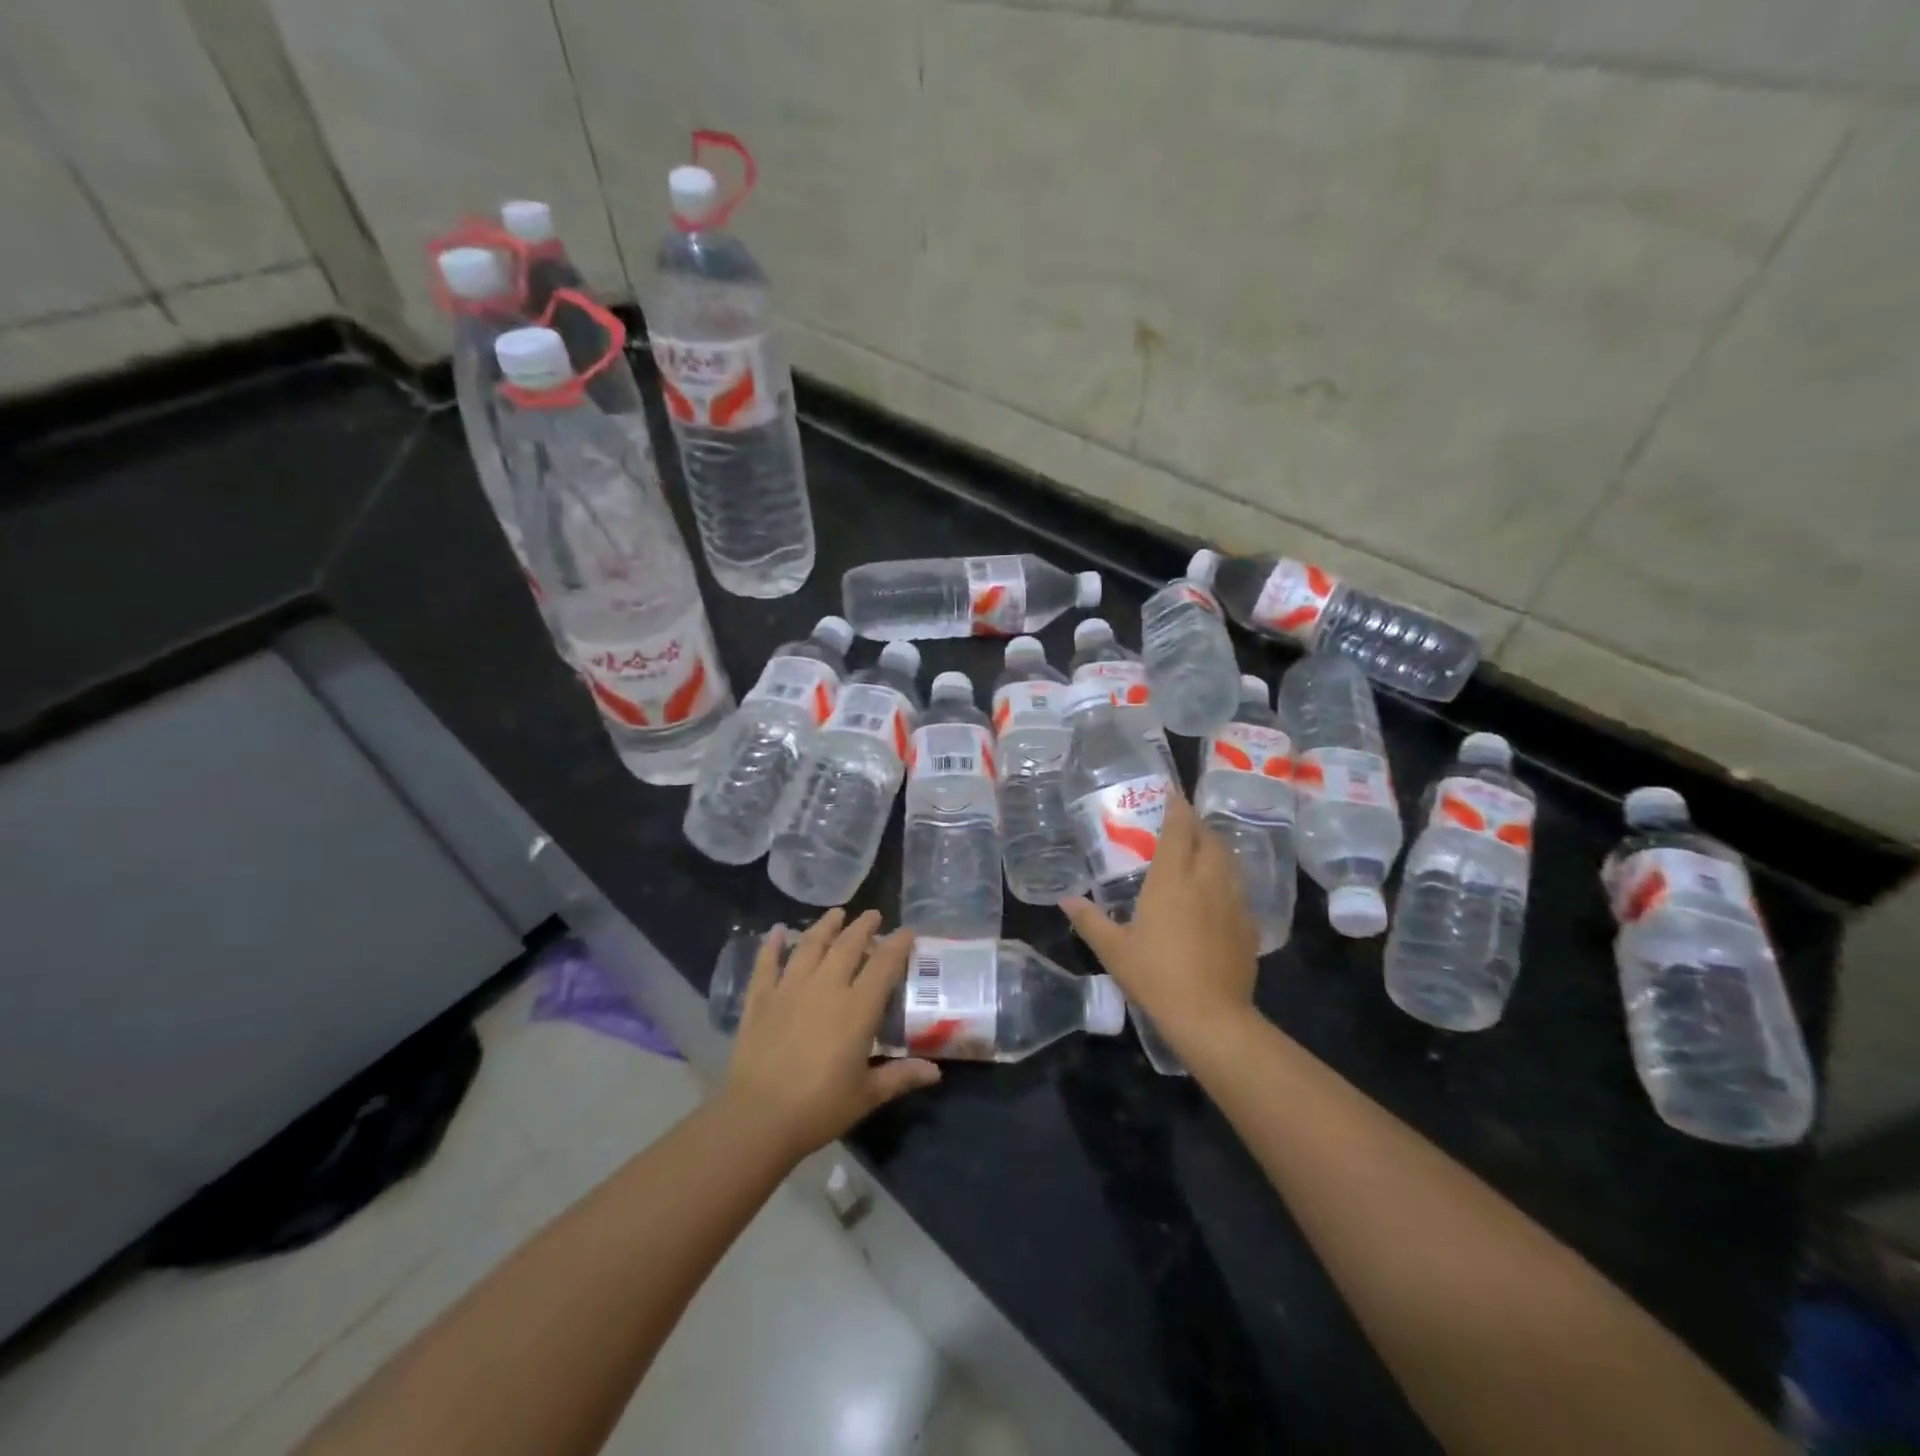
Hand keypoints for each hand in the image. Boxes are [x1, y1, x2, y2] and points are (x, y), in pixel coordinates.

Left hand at [721, 908, 939, 1158]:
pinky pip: (767, 963)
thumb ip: (900, 1077)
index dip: (898, 945)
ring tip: (836, 913)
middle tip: (873, 915)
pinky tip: (777, 931)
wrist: (757, 1118)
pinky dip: (772, 945)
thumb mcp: (866, 1095)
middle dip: (863, 926)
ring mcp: (789, 989)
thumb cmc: (819, 1108)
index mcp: (857, 1008)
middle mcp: (826, 987)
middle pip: (848, 945)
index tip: (907, 932)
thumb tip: (935, 1072)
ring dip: (825, 926)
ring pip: (810, 945)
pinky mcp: (760, 999)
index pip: (884, 965)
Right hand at [1061, 792, 1258, 1037]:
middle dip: (1196, 824)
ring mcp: (1232, 901)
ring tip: (1199, 850)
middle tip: (1181, 822)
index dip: (1176, 806)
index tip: (1171, 791)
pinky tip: (1215, 894)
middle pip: (1208, 838)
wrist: (1211, 1017)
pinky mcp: (1248, 924)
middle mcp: (1206, 880)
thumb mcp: (1114, 949)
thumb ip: (1089, 920)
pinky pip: (1237, 888)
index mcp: (1172, 879)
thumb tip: (1065, 899)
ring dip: (1214, 847)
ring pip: (1228, 860)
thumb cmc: (1156, 976)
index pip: (1179, 829)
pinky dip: (1225, 878)